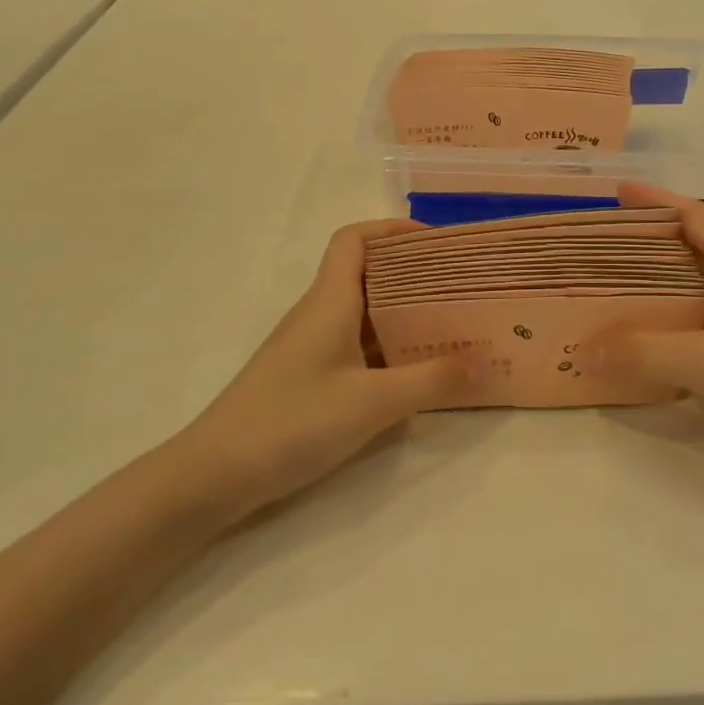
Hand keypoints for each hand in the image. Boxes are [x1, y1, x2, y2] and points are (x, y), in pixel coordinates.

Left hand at [172, 220, 475, 527]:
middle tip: (463, 289)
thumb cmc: (292, 421)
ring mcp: (313, 348)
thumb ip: (432, 381)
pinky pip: (358, 348)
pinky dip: (390, 350)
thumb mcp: (373, 402)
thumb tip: (487, 363)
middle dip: (415, 275)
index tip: (439, 244)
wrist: (216, 474)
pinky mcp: (310, 378)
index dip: (393, 230)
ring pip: (365, 314)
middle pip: (367, 274)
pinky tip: (418, 373)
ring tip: (453, 328)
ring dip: (406, 315)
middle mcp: (320, 315)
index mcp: (329, 301)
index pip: (354, 240)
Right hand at [585, 184, 703, 485]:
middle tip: (585, 256)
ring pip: (680, 303)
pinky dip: (654, 344)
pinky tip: (624, 359)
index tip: (613, 194)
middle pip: (680, 257)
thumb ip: (645, 352)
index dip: (656, 200)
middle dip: (636, 251)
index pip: (694, 217)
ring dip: (641, 301)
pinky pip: (685, 343)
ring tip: (592, 304)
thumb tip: (581, 349)